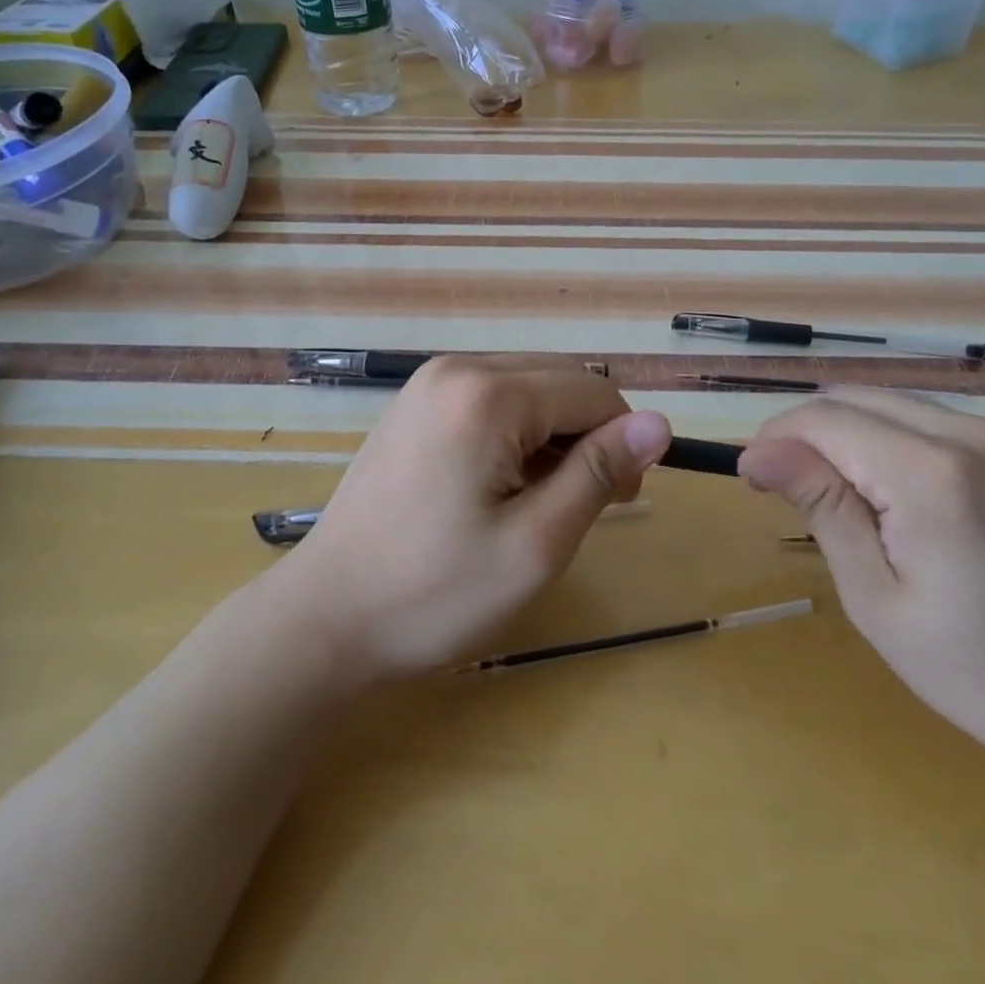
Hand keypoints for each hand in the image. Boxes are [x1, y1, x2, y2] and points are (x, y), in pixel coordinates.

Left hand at [276, 356, 671, 681]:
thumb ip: (600, 473)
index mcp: (489, 394)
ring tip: (537, 501)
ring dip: (552, 434)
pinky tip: (499, 483)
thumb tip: (659, 424)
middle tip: (581, 506)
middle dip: (588, 435)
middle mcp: (458, 367)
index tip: (621, 501)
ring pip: (528, 386)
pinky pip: (491, 397)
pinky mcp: (415, 402)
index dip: (623, 443)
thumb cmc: (434, 592)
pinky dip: (516, 431)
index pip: (593, 393)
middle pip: (560, 380)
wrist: (325, 616)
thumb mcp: (535, 543)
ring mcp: (429, 381)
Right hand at [738, 390, 984, 798]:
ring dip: (840, 432)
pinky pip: (922, 418)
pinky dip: (881, 437)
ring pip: (884, 401)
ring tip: (827, 491)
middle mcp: (967, 433)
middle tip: (780, 487)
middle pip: (851, 398)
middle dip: (802, 432)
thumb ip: (822, 507)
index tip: (749, 478)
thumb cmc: (982, 671)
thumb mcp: (878, 598)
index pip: (824, 419)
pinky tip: (881, 489)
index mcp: (931, 474)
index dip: (774, 438)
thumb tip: (759, 452)